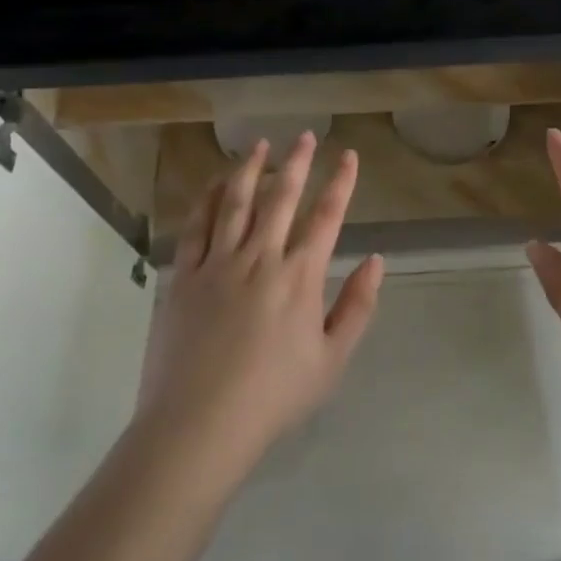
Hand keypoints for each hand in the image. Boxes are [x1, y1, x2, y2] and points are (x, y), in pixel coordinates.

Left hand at [136, 133, 384, 474]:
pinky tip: (216, 183)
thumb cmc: (273, 397)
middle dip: (297, 162)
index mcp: (299, 277)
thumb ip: (358, 306)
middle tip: (304, 136)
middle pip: (281, 197)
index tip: (348, 155)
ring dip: (250, 169)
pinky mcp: (184, 276)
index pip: (326, 216)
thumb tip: (377, 260)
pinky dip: (208, 199)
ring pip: (236, 202)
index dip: (341, 182)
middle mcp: (260, 258)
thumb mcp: (332, 360)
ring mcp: (217, 263)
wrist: (200, 424)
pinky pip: (196, 226)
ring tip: (260, 145)